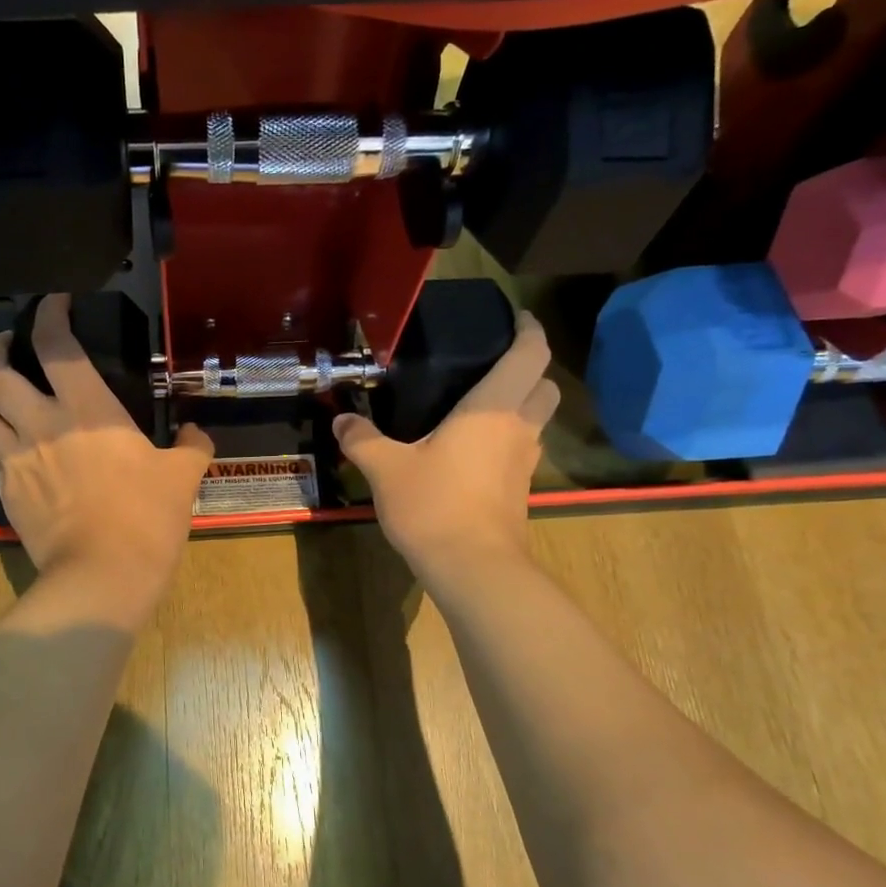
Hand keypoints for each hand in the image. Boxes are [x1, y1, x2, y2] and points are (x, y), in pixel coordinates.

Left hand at [0, 295, 213, 619]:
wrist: (103, 574)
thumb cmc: (147, 517)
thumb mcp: (183, 476)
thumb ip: (191, 446)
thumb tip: (195, 434)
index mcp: (86, 409)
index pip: (55, 343)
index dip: (49, 312)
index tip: (54, 303)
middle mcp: (40, 423)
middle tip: (8, 346)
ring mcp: (15, 459)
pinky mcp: (4, 492)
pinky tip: (15, 452)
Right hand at [333, 310, 558, 588]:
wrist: (473, 568)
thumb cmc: (434, 505)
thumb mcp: (386, 469)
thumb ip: (362, 439)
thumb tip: (341, 421)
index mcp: (494, 408)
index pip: (531, 354)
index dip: (528, 330)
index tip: (515, 318)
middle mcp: (518, 428)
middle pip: (544, 385)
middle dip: (529, 368)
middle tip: (492, 365)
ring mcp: (524, 462)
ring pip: (537, 419)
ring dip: (521, 404)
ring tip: (478, 404)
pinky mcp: (519, 490)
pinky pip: (522, 449)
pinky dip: (507, 438)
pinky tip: (471, 448)